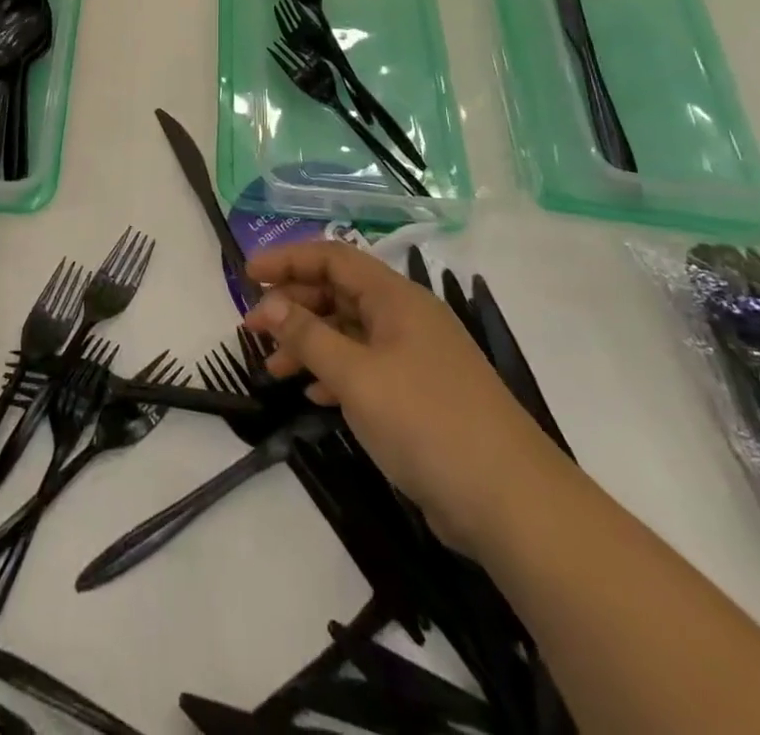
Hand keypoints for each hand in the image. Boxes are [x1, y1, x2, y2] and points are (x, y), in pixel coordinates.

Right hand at [244, 241, 561, 554]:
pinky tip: (313, 395)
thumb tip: (268, 303)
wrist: (512, 503)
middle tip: (252, 328)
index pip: (332, 258)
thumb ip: (308, 336)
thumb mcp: (357, 376)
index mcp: (395, 298)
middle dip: (293, 304)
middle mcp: (405, 318)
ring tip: (273, 368)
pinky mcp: (419, 395)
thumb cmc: (427, 422)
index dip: (287, 260)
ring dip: (309, 342)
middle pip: (339, 292)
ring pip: (349, 332)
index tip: (247, 275)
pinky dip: (334, 373)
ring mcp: (414, 357)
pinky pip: (365, 367)